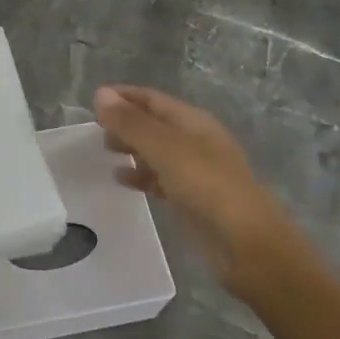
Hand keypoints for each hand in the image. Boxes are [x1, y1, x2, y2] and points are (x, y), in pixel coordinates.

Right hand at [95, 85, 296, 298]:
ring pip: (156, 151)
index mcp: (193, 122)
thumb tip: (101, 94)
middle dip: (126, 123)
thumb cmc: (206, 186)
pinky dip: (141, 175)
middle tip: (96, 131)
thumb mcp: (164, 148)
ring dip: (132, 149)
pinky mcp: (192, 199)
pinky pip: (160, 178)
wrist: (246, 244)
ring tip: (105, 152)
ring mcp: (195, 171)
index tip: (93, 102)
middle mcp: (195, 141)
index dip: (124, 97)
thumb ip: (131, 123)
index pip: (153, 99)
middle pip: (154, 124)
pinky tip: (123, 181)